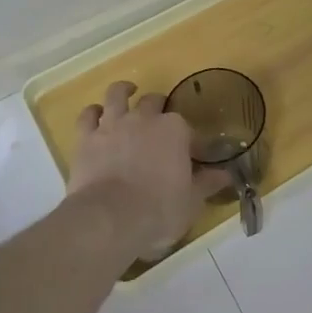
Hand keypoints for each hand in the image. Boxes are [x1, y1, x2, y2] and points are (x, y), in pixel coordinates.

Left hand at [67, 81, 231, 257]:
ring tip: (127, 92)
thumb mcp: (192, 201)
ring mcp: (113, 125)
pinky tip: (96, 115)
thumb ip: (207, 183)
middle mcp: (144, 118)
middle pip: (153, 102)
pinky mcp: (86, 138)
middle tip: (160, 123)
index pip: (186, 128)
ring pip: (117, 95)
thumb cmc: (159, 210)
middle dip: (158, 108)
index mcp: (175, 129)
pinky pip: (87, 116)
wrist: (109, 220)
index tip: (192, 156)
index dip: (189, 141)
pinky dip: (93, 113)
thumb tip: (225, 175)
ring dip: (123, 92)